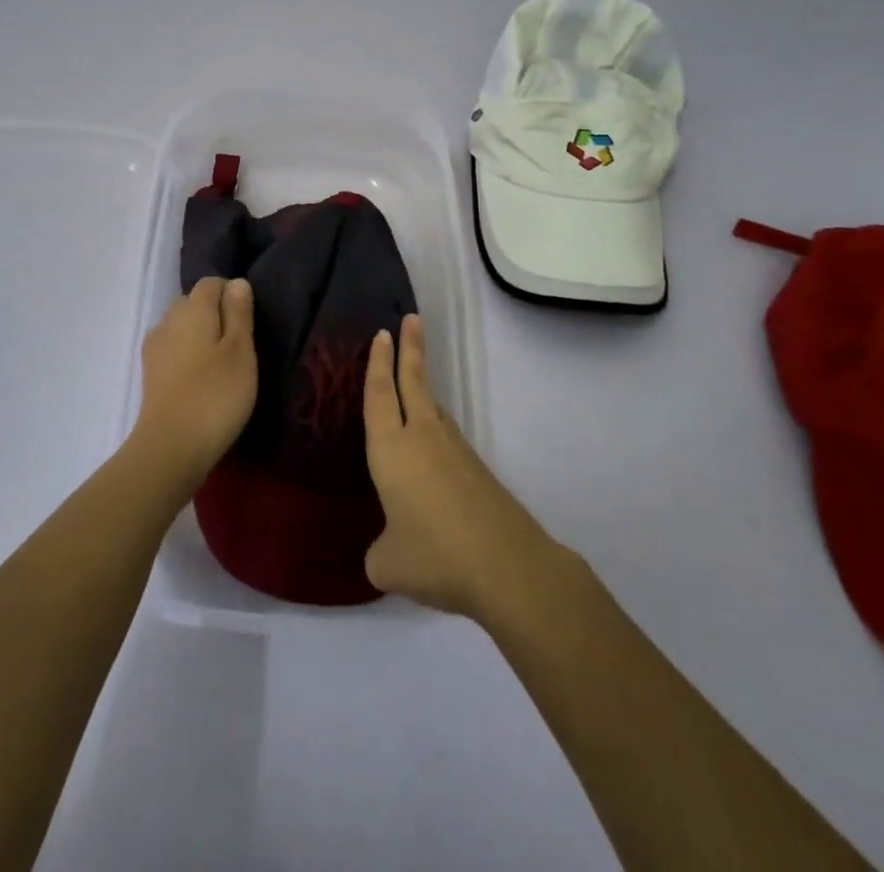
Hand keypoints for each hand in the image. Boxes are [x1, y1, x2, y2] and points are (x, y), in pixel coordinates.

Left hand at [131, 277, 257, 493]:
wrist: (170, 447)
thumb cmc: (216, 394)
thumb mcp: (241, 351)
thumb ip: (239, 313)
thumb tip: (236, 282)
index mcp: (192, 308)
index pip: (211, 283)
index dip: (232, 294)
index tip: (250, 321)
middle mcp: (168, 320)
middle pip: (193, 303)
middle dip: (215, 314)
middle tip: (240, 345)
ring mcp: (155, 348)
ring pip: (181, 328)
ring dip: (200, 337)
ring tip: (222, 364)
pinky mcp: (150, 374)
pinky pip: (173, 351)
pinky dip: (188, 357)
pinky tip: (201, 380)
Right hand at [363, 315, 562, 620]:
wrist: (506, 565)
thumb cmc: (434, 554)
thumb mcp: (388, 564)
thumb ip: (379, 552)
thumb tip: (386, 551)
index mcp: (391, 449)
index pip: (379, 395)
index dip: (377, 364)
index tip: (381, 333)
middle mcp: (422, 438)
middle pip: (413, 382)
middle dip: (410, 349)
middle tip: (411, 318)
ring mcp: (454, 451)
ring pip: (433, 409)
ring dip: (422, 389)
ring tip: (413, 383)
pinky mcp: (476, 470)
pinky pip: (446, 438)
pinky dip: (435, 429)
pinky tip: (432, 452)